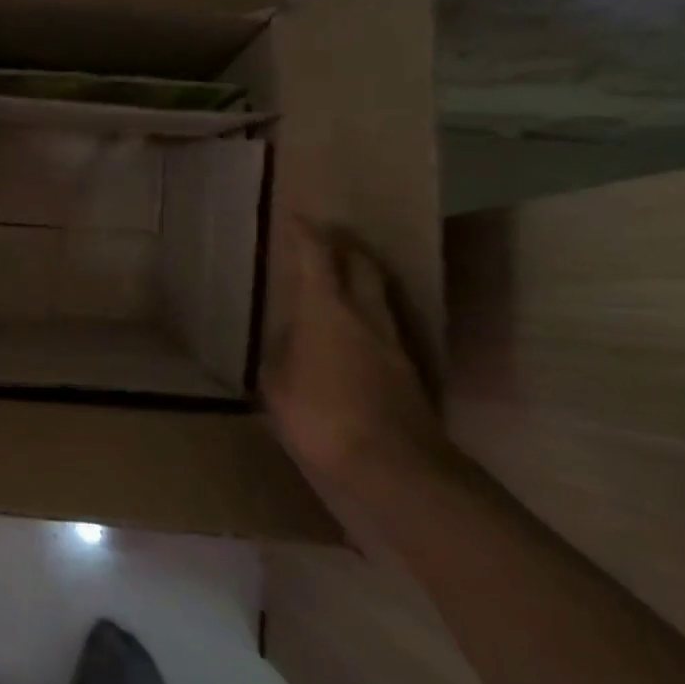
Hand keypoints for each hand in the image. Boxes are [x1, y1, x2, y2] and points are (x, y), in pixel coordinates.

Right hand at [263, 218, 448, 507]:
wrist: (395, 466)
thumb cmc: (322, 416)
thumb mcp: (277, 385)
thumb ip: (279, 355)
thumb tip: (285, 340)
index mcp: (327, 310)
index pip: (317, 257)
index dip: (305, 233)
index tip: (296, 217)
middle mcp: (365, 315)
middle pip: (361, 265)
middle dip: (344, 246)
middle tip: (326, 240)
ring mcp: (392, 342)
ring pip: (378, 294)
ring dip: (359, 279)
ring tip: (337, 282)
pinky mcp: (407, 371)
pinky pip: (382, 326)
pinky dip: (365, 315)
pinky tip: (351, 333)